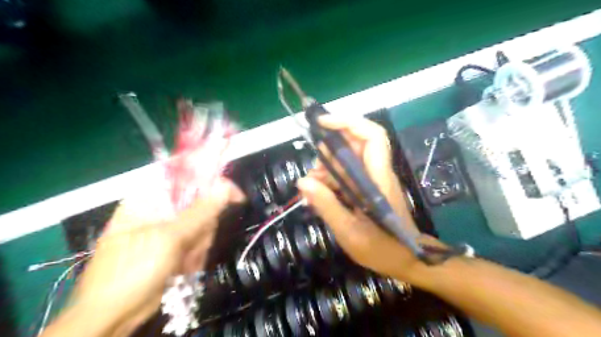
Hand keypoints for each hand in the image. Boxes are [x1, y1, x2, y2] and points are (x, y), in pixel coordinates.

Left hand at [67, 178, 240, 335]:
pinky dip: (197, 255)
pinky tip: (183, 269)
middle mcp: (161, 208)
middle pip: (201, 203)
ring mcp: (169, 227)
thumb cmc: (131, 272)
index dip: (214, 181)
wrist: (112, 317)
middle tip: (194, 245)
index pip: (188, 175)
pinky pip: (200, 240)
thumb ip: (200, 211)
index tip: (236, 196)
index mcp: (150, 197)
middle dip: (204, 226)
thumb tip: (226, 186)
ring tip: (184, 262)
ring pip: (204, 224)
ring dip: (199, 245)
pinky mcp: (176, 244)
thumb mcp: (167, 239)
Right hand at [296, 115, 439, 280]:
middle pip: (356, 143)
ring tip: (313, 188)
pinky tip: (320, 195)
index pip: (372, 136)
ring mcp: (373, 179)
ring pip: (348, 159)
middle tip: (314, 171)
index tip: (322, 123)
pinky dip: (331, 180)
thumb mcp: (349, 232)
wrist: (407, 260)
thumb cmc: (382, 248)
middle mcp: (377, 172)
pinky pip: (347, 174)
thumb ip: (327, 205)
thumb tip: (303, 182)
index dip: (348, 122)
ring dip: (327, 168)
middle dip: (330, 150)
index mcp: (378, 178)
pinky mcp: (368, 187)